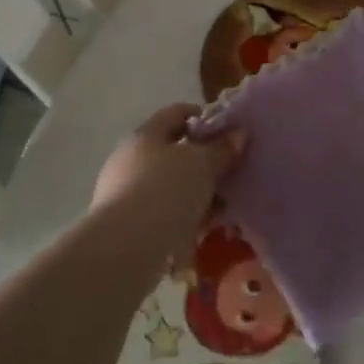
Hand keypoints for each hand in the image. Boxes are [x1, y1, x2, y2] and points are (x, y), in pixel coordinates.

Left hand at [90, 103, 244, 224]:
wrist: (124, 249)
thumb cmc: (166, 192)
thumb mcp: (203, 165)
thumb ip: (222, 149)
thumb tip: (239, 133)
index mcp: (145, 134)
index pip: (176, 113)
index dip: (203, 117)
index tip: (228, 130)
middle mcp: (130, 158)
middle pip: (172, 150)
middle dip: (201, 160)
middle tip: (228, 171)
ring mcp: (123, 192)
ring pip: (168, 184)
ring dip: (193, 191)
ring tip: (220, 206)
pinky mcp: (124, 224)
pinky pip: (161, 212)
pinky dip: (181, 216)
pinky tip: (201, 229)